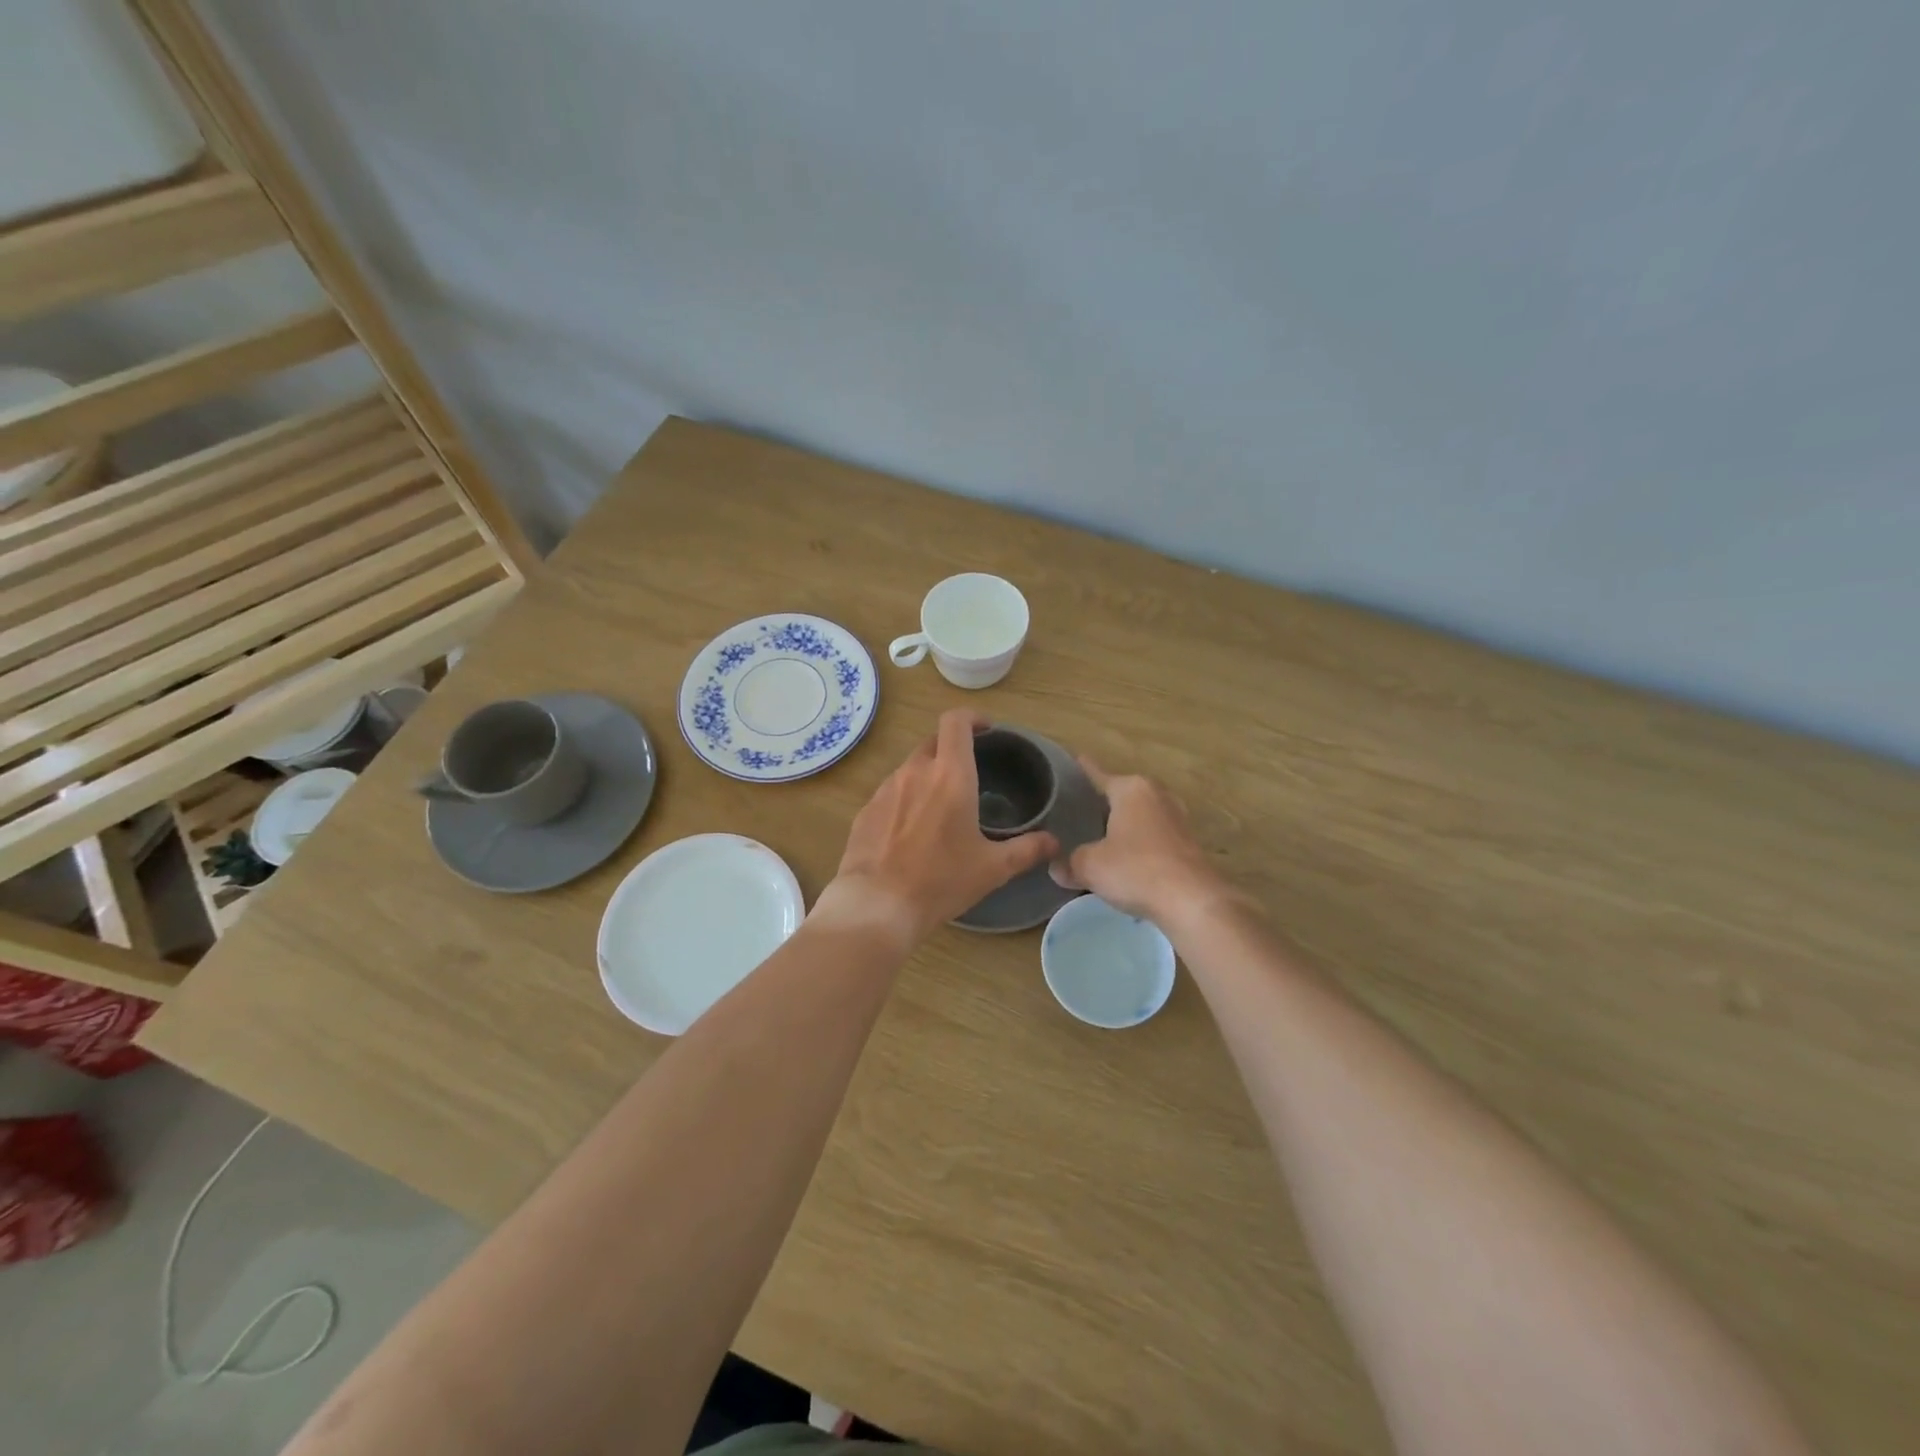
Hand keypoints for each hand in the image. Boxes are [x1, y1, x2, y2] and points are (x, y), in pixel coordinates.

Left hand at [817, 709, 1058, 945]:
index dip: (972, 718)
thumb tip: (1054, 842)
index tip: (986, 730)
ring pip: (911, 768)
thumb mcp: (992, 868)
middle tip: (969, 774)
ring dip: (928, 776)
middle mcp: (915, 771)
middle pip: (934, 742)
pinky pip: (891, 793)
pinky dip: (906, 800)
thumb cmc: (941, 881)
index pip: (956, 722)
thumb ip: (1027, 849)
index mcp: (950, 775)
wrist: (877, 906)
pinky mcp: (866, 810)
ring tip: (941, 807)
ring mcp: (886, 789)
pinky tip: (911, 831)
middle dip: (952, 749)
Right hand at [1050, 759, 1230, 928]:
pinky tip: (1127, 859)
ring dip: (1124, 824)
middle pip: (1123, 793)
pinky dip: (1140, 843)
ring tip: (1102, 835)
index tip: (1076, 759)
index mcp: (1131, 789)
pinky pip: (1155, 835)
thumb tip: (1056, 867)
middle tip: (1079, 810)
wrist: (1192, 901)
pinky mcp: (1189, 843)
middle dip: (1104, 801)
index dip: (1084, 770)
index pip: (1099, 774)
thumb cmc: (1136, 870)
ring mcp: (1177, 818)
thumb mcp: (1090, 866)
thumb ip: (1070, 863)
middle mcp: (1156, 795)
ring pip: (1141, 815)